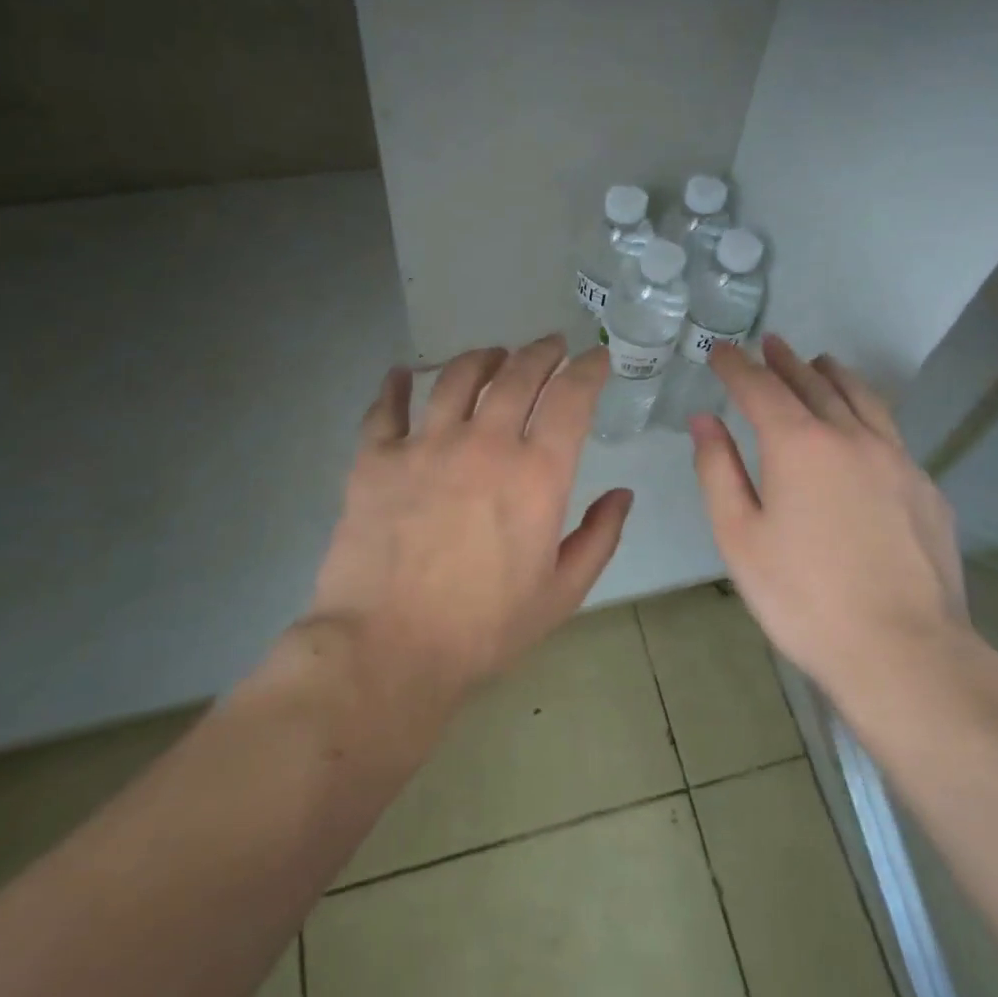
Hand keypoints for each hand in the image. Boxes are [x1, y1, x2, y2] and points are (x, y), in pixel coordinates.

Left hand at [308, 335, 632, 696]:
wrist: (388, 651)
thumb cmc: (484, 628)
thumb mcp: (562, 593)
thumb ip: (599, 537)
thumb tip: (622, 495)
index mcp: (536, 474)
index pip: (571, 399)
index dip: (588, 370)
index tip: (595, 358)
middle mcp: (483, 444)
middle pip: (517, 375)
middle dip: (541, 352)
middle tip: (550, 345)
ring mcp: (424, 445)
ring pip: (456, 378)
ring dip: (481, 358)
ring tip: (492, 355)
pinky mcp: (375, 459)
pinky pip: (385, 407)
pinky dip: (396, 385)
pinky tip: (403, 373)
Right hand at [689, 337, 992, 728]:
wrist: (903, 650)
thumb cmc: (803, 596)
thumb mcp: (740, 536)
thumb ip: (718, 470)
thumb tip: (704, 420)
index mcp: (799, 445)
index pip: (761, 388)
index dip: (737, 366)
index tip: (722, 351)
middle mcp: (851, 436)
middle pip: (813, 384)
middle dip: (786, 361)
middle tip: (769, 344)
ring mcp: (897, 459)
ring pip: (862, 398)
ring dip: (834, 375)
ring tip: (821, 362)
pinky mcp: (926, 487)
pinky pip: (891, 431)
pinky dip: (868, 411)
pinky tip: (864, 426)